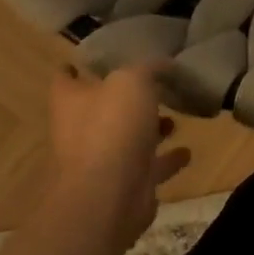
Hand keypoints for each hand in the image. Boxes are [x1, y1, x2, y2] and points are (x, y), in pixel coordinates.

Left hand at [46, 61, 190, 254]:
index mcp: (71, 101)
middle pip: (103, 109)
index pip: (66, 77)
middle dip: (128, 100)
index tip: (103, 58)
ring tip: (175, 119)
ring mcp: (102, 160)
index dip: (80, 66)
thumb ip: (148, 68)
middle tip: (156, 87)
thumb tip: (164, 62)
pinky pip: (149, 167)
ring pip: (128, 139)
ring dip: (150, 130)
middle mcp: (81, 129)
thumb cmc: (112, 128)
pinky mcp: (125, 185)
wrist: (109, 196)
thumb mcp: (132, 81)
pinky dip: (167, 159)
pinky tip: (187, 151)